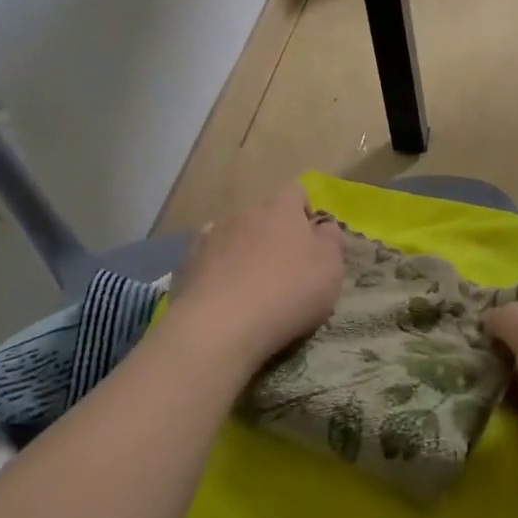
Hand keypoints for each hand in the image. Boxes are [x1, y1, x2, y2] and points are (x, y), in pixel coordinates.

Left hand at [165, 185, 343, 375]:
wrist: (219, 325)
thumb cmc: (288, 292)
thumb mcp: (330, 269)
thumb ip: (331, 241)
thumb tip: (324, 226)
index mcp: (281, 209)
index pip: (296, 192)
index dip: (304, 212)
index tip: (310, 241)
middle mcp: (243, 213)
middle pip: (262, 216)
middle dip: (272, 235)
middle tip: (282, 270)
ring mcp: (210, 236)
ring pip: (233, 236)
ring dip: (242, 252)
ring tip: (249, 288)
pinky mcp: (186, 264)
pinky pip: (208, 260)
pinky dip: (216, 272)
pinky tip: (222, 298)